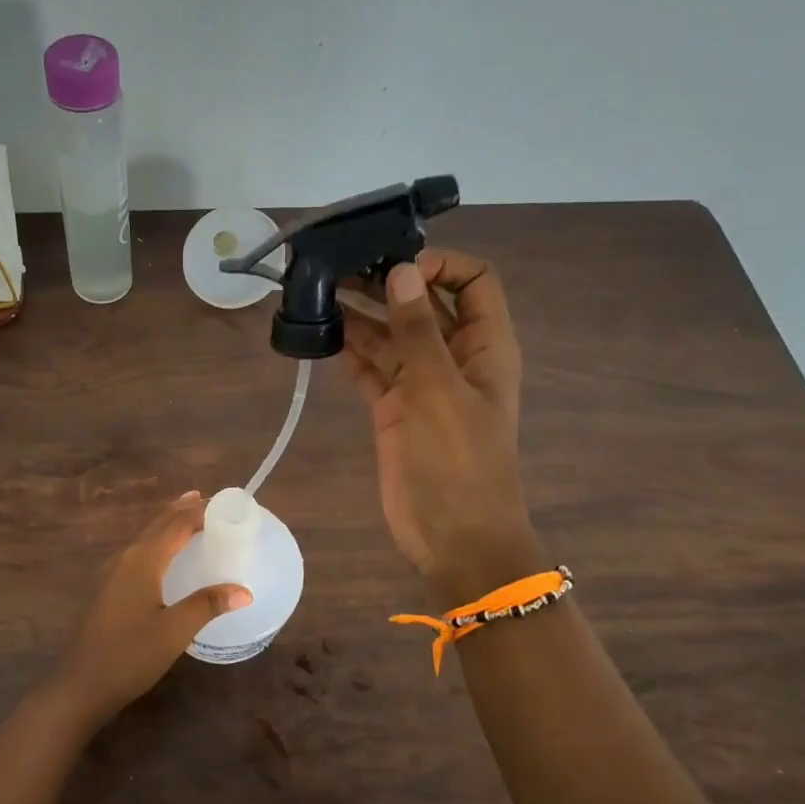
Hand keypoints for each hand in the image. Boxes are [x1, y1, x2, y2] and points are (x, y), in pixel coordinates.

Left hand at [51, 493, 251, 723]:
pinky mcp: (107, 588)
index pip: (176, 525)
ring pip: (145, 537)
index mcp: (142, 560)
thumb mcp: (174, 632)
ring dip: (168, 524)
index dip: (201, 512)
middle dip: (183, 510)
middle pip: (157, 524)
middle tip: (210, 501)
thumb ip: (207, 605)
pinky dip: (156, 541)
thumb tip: (244, 591)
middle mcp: (125, 558)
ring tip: (189, 516)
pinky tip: (162, 555)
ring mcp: (111, 572)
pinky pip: (137, 551)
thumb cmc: (130, 656)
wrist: (80, 684)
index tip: (227, 504)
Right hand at [341, 248, 533, 595]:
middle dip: (387, 284)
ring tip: (320, 291)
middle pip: (422, 306)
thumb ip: (418, 331)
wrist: (453, 537)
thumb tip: (401, 270)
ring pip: (390, 336)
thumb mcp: (440, 392)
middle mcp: (453, 358)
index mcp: (484, 347)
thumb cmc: (460, 464)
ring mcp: (421, 385)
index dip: (440, 265)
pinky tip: (322, 332)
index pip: (473, 283)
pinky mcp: (392, 409)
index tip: (396, 265)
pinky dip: (350, 351)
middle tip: (339, 267)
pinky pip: (371, 368)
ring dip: (361, 314)